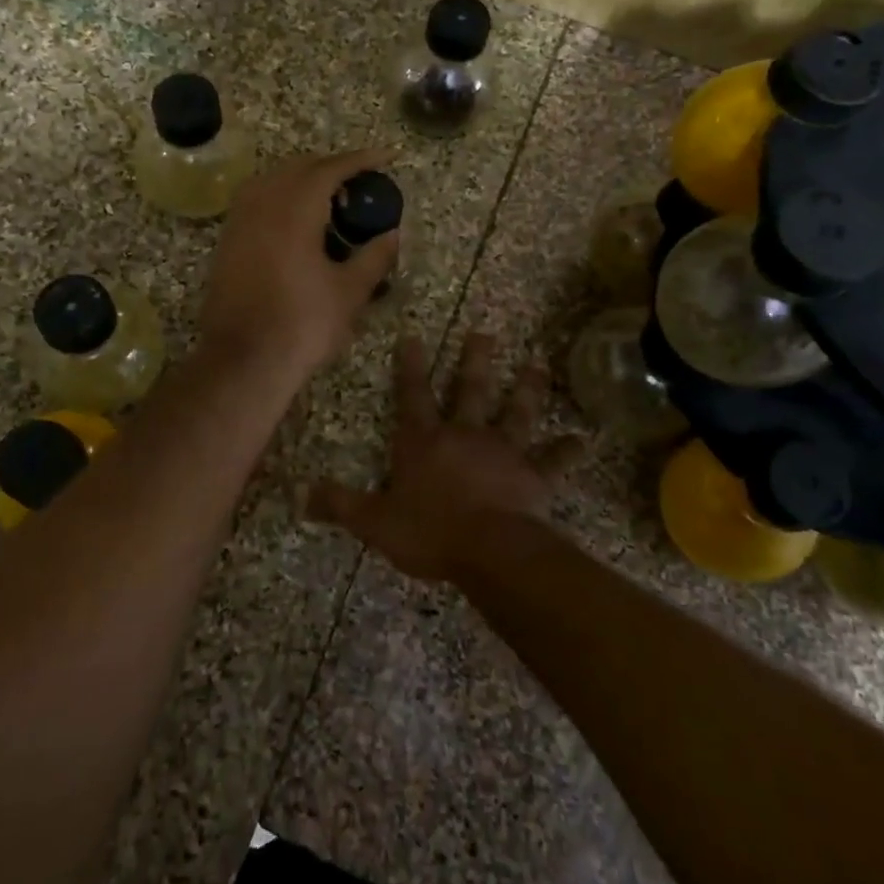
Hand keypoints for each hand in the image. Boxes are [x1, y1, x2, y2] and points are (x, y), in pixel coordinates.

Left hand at [200, 148, 400, 375]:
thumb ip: (374, 256)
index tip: (387, 156)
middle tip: (359, 181)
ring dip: (302, 180)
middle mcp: (262, 204)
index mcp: (294, 208)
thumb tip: (392, 234)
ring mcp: (238, 222)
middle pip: (298, 167)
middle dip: (330, 167)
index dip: (361, 159)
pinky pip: (256, 203)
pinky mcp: (226, 243)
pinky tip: (297, 224)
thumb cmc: (302, 325)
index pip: (330, 168)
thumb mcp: (349, 292)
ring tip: (329, 200)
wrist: (243, 360)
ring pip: (272, 182)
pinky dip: (280, 199)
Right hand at [308, 331, 583, 582]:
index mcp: (425, 442)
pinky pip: (553, 461)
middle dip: (476, 361)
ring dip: (528, 388)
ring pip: (516, 412)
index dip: (409, 366)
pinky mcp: (532, 476)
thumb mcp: (374, 521)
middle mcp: (464, 436)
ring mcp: (502, 453)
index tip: (413, 335)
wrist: (488, 551)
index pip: (412, 396)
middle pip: (470, 391)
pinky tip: (583, 439)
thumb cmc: (428, 532)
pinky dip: (567, 451)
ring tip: (538, 362)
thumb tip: (299, 495)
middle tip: (486, 332)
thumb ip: (340, 505)